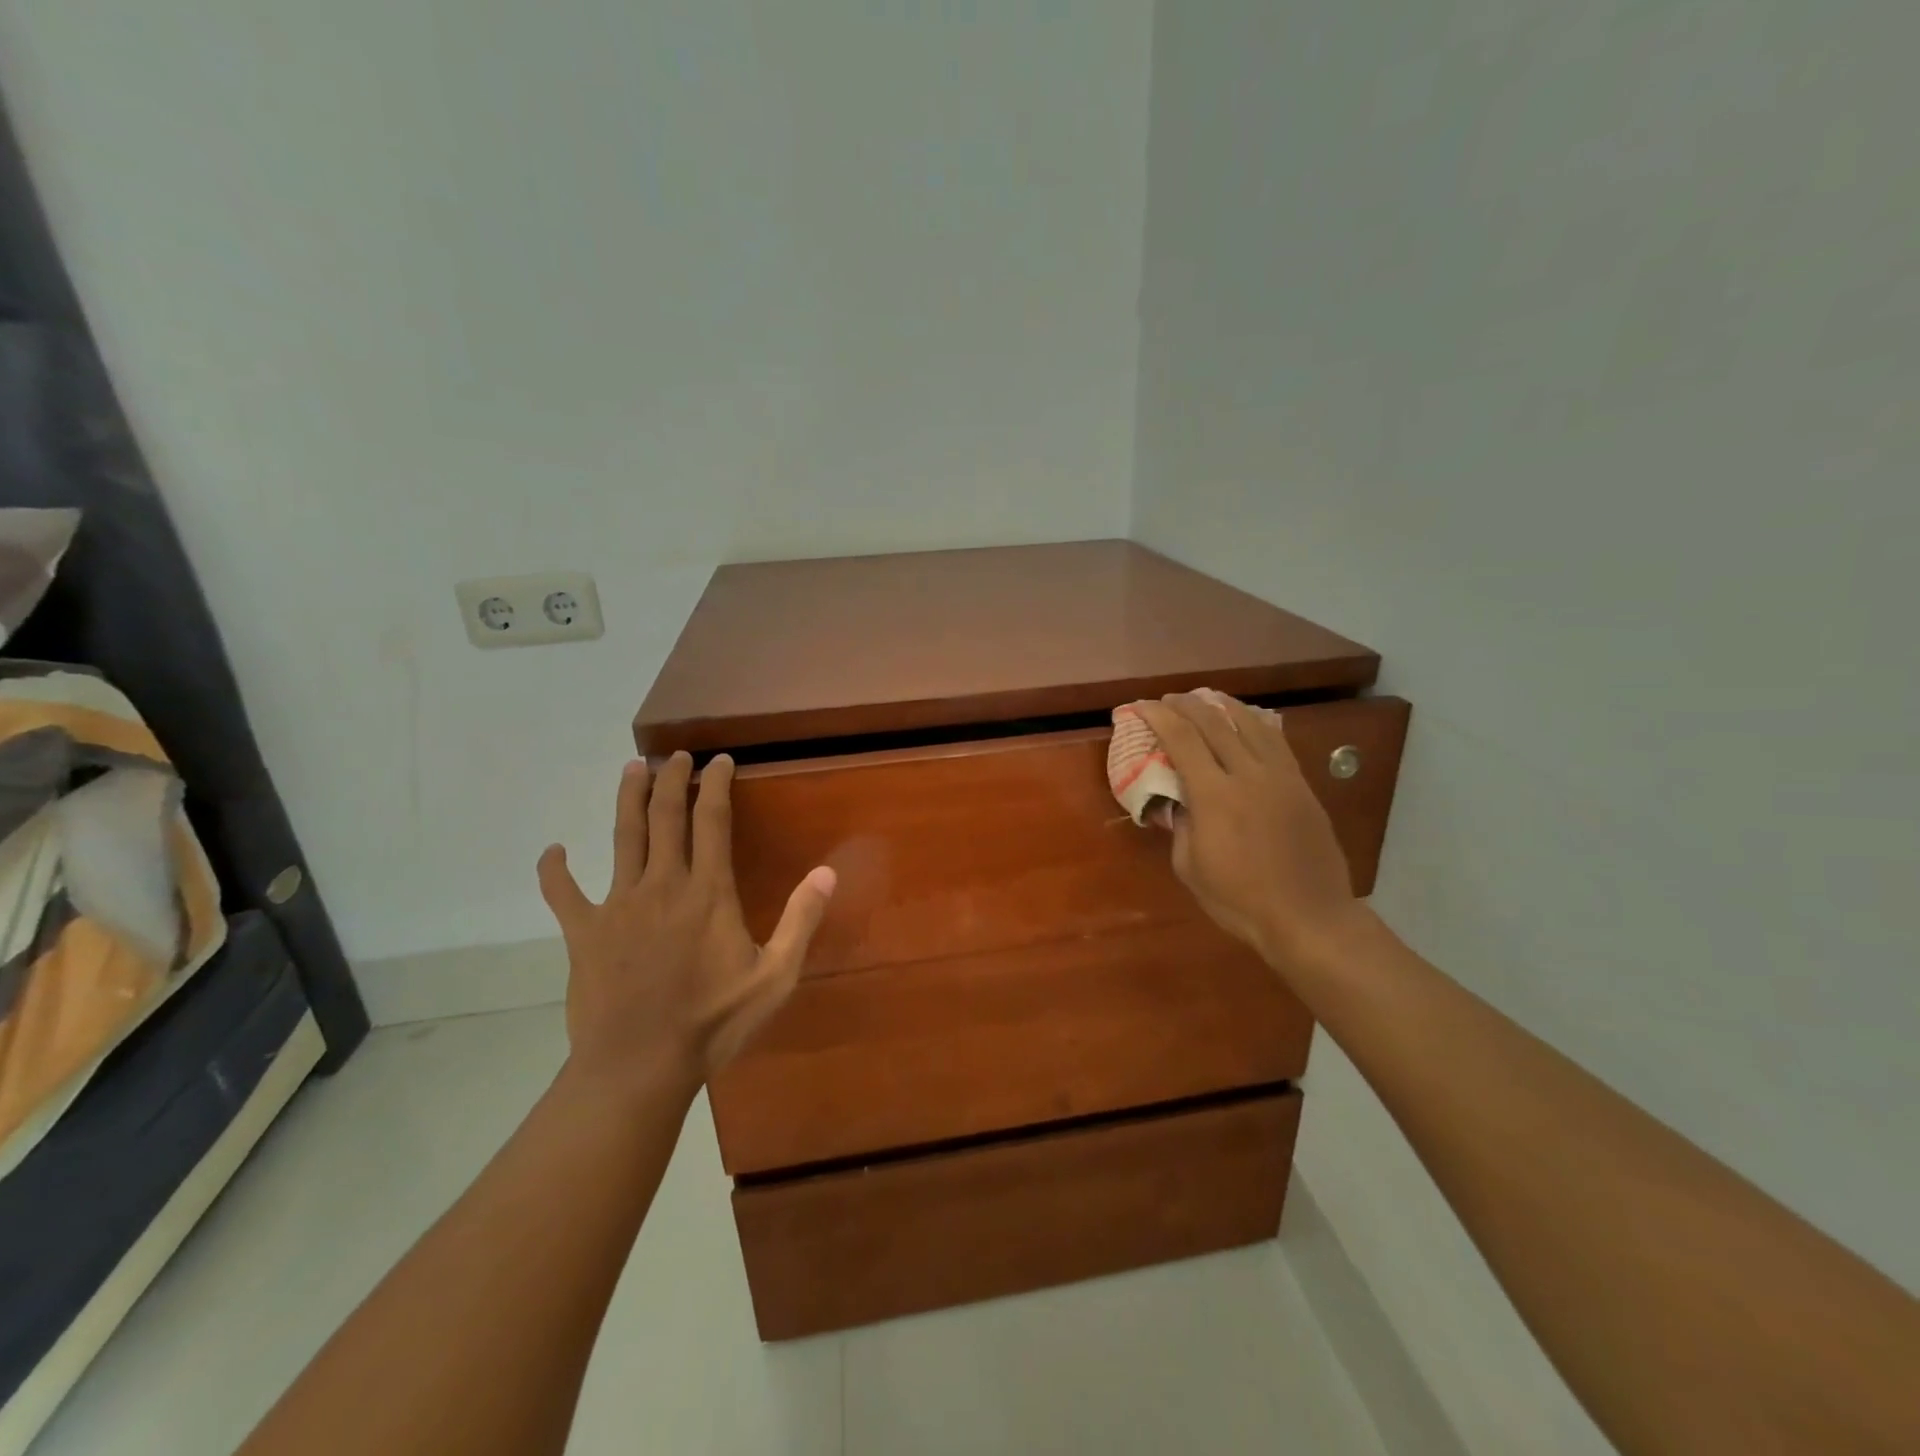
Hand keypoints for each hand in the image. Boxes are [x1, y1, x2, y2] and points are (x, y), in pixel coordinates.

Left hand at [537, 752, 835, 1097]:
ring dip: (628, 799)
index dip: (715, 784)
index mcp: (708, 892)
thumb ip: (801, 920)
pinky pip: (563, 893)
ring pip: (622, 837)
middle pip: (664, 816)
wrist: (638, 1066)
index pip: (712, 820)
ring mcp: (618, 905)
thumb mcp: (774, 976)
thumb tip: (829, 871)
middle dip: (671, 778)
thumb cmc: (713, 1022)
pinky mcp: (583, 932)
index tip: (720, 760)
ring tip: (632, 768)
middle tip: (676, 754)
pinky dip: (555, 870)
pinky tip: (553, 851)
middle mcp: (662, 884)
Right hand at [1133, 692, 1358, 968]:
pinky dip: (1256, 723)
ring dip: (1224, 706)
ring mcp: (1280, 777)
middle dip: (1186, 705)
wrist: (1309, 917)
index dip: (1159, 717)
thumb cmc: (1240, 900)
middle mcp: (1248, 775)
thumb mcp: (1190, 868)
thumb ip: (1181, 827)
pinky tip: (1248, 720)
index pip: (1182, 740)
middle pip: (1214, 723)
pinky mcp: (1302, 786)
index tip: (1141, 706)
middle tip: (1168, 699)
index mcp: (1215, 796)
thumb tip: (1180, 802)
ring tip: (1207, 697)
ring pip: (1251, 724)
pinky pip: (1277, 742)